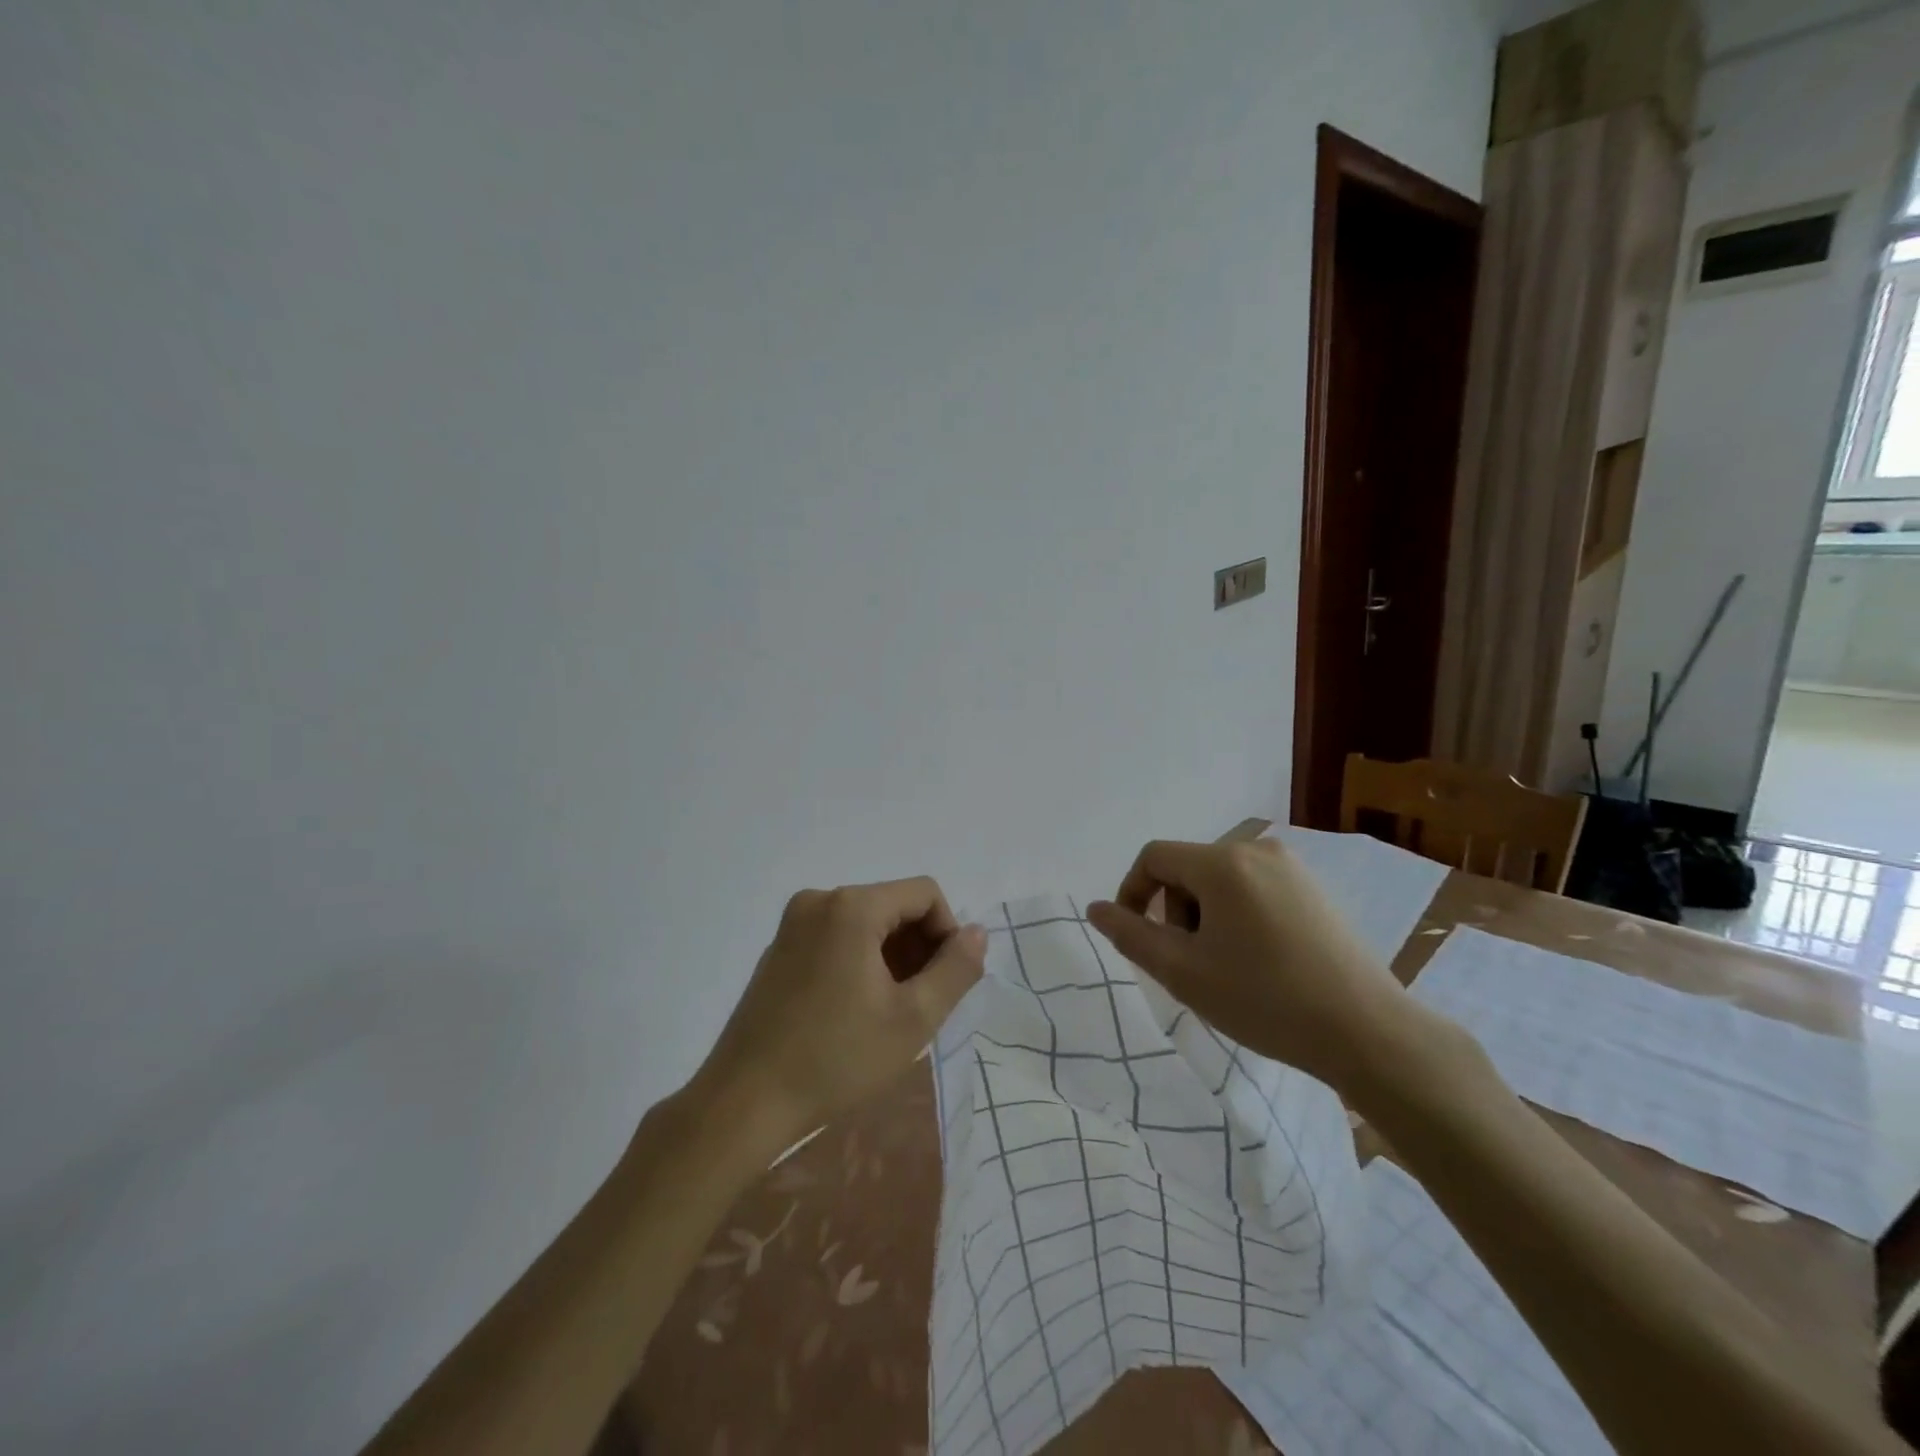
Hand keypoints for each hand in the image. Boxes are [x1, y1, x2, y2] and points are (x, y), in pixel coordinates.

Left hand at [689, 877, 985, 1148]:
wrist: (743, 1104)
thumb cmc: (836, 1059)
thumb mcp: (913, 1018)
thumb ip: (956, 969)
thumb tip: (977, 933)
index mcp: (851, 906)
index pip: (925, 895)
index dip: (947, 934)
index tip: (944, 985)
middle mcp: (819, 900)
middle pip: (894, 906)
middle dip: (918, 948)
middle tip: (921, 1005)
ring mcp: (793, 924)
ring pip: (866, 923)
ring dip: (891, 958)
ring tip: (890, 1013)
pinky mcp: (779, 949)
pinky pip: (836, 938)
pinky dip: (859, 962)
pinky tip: (855, 1012)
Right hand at [1086, 838, 1410, 1090]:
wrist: (1368, 1032)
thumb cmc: (1265, 1000)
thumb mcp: (1183, 972)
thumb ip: (1131, 935)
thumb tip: (1097, 908)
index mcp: (1223, 862)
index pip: (1154, 857)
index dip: (1132, 892)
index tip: (1137, 937)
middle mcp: (1257, 850)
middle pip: (1187, 868)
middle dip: (1174, 910)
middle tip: (1188, 963)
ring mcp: (1292, 868)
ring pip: (1220, 880)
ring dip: (1204, 916)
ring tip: (1223, 967)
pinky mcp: (1314, 889)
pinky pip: (1253, 889)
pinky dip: (1237, 916)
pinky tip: (1258, 961)